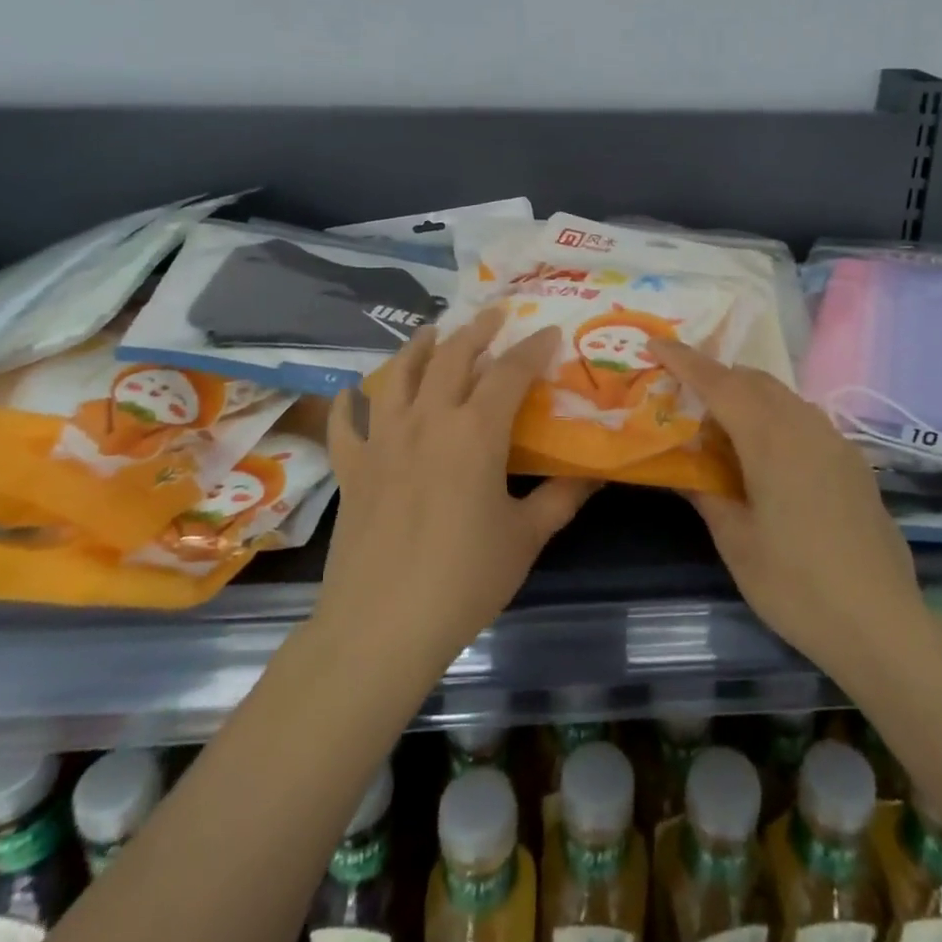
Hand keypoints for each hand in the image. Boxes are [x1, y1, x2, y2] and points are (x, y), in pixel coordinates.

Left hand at [317, 309, 596, 670]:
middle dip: (476, 331)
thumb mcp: (525, 538)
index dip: (532, 349)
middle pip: (451, 357)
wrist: (382, 626)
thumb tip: (595, 473)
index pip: (509, 372)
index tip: (549, 333)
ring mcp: (383, 440)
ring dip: (417, 348)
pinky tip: (351, 392)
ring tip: (431, 333)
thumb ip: (561, 498)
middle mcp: (427, 420)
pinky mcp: (352, 467)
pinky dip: (349, 403)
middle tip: (493, 315)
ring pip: (397, 375)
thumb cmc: (464, 580)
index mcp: (474, 432)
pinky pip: (347, 424)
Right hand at [651, 340, 924, 685]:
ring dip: (747, 396)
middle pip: (753, 380)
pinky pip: (804, 419)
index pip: (720, 383)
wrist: (880, 623)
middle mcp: (806, 426)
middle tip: (681, 394)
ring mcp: (835, 442)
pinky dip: (774, 417)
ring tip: (719, 425)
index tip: (655, 343)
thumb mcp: (736, 542)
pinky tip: (764, 455)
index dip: (684, 360)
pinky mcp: (853, 462)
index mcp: (772, 439)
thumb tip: (682, 469)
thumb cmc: (795, 585)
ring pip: (782, 396)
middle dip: (715, 376)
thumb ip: (706, 493)